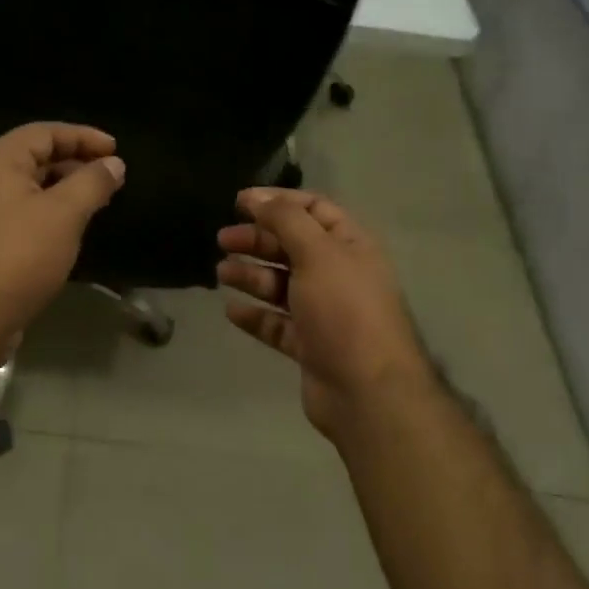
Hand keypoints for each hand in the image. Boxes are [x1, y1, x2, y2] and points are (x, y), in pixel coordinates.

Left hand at [0, 123, 125, 349]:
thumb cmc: (18, 256)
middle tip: (111, 176)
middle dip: (76, 162)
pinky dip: (50, 211)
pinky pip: (23, 212)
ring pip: (30, 186)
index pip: (45, 132)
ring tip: (98, 201)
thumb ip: (92, 183)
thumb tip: (113, 163)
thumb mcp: (64, 214)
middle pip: (35, 156)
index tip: (116, 150)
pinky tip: (71, 229)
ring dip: (65, 189)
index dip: (83, 136)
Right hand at [217, 188, 437, 441]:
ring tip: (221, 272)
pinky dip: (255, 315)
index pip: (313, 209)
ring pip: (281, 285)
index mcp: (350, 245)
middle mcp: (339, 274)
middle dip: (257, 239)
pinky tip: (232, 310)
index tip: (239, 202)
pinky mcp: (310, 345)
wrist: (367, 391)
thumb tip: (257, 198)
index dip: (277, 201)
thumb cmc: (344, 309)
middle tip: (223, 239)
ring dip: (252, 275)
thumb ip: (285, 219)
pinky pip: (277, 323)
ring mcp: (325, 312)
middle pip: (292, 246)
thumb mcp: (317, 252)